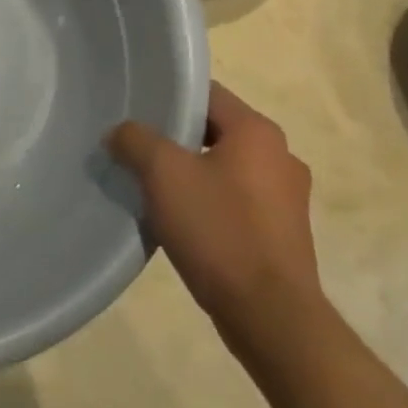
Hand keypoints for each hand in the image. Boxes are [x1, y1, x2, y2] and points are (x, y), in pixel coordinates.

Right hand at [107, 82, 323, 357]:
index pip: (207, 94)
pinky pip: (235, 199)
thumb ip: (135, 140)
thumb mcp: (162, 174)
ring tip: (151, 185)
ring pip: (224, 167)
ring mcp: (286, 197)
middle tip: (134, 147)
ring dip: (190, 171)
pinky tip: (180, 219)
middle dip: (174, 138)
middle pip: (215, 130)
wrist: (269, 313)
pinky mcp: (282, 231)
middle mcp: (281, 156)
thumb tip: (120, 133)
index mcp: (258, 132)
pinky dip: (208, 200)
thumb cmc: (218, 229)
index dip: (167, 96)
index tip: (134, 109)